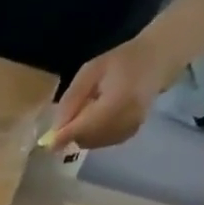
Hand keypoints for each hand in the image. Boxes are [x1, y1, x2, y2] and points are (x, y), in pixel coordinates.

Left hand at [39, 33, 183, 151]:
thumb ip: (72, 99)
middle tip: (71, 115)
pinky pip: (100, 143)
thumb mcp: (91, 71)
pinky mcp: (129, 136)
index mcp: (118, 100)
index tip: (47, 144)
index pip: (85, 126)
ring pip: (91, 144)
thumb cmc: (121, 61)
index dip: (64, 136)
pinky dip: (92, 135)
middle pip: (86, 139)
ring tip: (90, 110)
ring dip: (81, 134)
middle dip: (72, 133)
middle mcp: (125, 120)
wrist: (156, 61)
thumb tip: (54, 129)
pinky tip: (98, 118)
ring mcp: (128, 131)